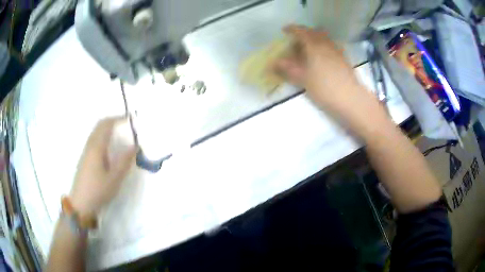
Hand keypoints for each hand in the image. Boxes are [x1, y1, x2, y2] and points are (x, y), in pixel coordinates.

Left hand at [69, 117, 135, 217]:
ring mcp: (85, 152)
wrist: (81, 203)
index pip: (106, 125)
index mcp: (97, 147)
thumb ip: (125, 161)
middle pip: (99, 126)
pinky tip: (108, 147)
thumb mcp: (115, 178)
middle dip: (112, 121)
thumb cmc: (98, 190)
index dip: (117, 118)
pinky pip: (94, 140)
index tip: (129, 118)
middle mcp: (90, 145)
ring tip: (118, 133)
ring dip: (106, 128)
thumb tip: (135, 146)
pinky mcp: (85, 159)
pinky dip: (102, 136)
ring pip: (96, 133)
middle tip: (124, 123)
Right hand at [275, 25, 385, 136]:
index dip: (292, 29)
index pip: (301, 31)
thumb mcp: (303, 79)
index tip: (284, 31)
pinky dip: (324, 47)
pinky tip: (322, 58)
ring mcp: (337, 51)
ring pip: (324, 39)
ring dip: (315, 39)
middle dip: (304, 34)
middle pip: (314, 32)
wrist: (350, 99)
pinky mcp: (344, 59)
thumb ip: (288, 69)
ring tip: (309, 50)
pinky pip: (331, 47)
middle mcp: (326, 44)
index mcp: (314, 45)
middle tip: (296, 42)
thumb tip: (274, 62)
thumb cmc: (324, 88)